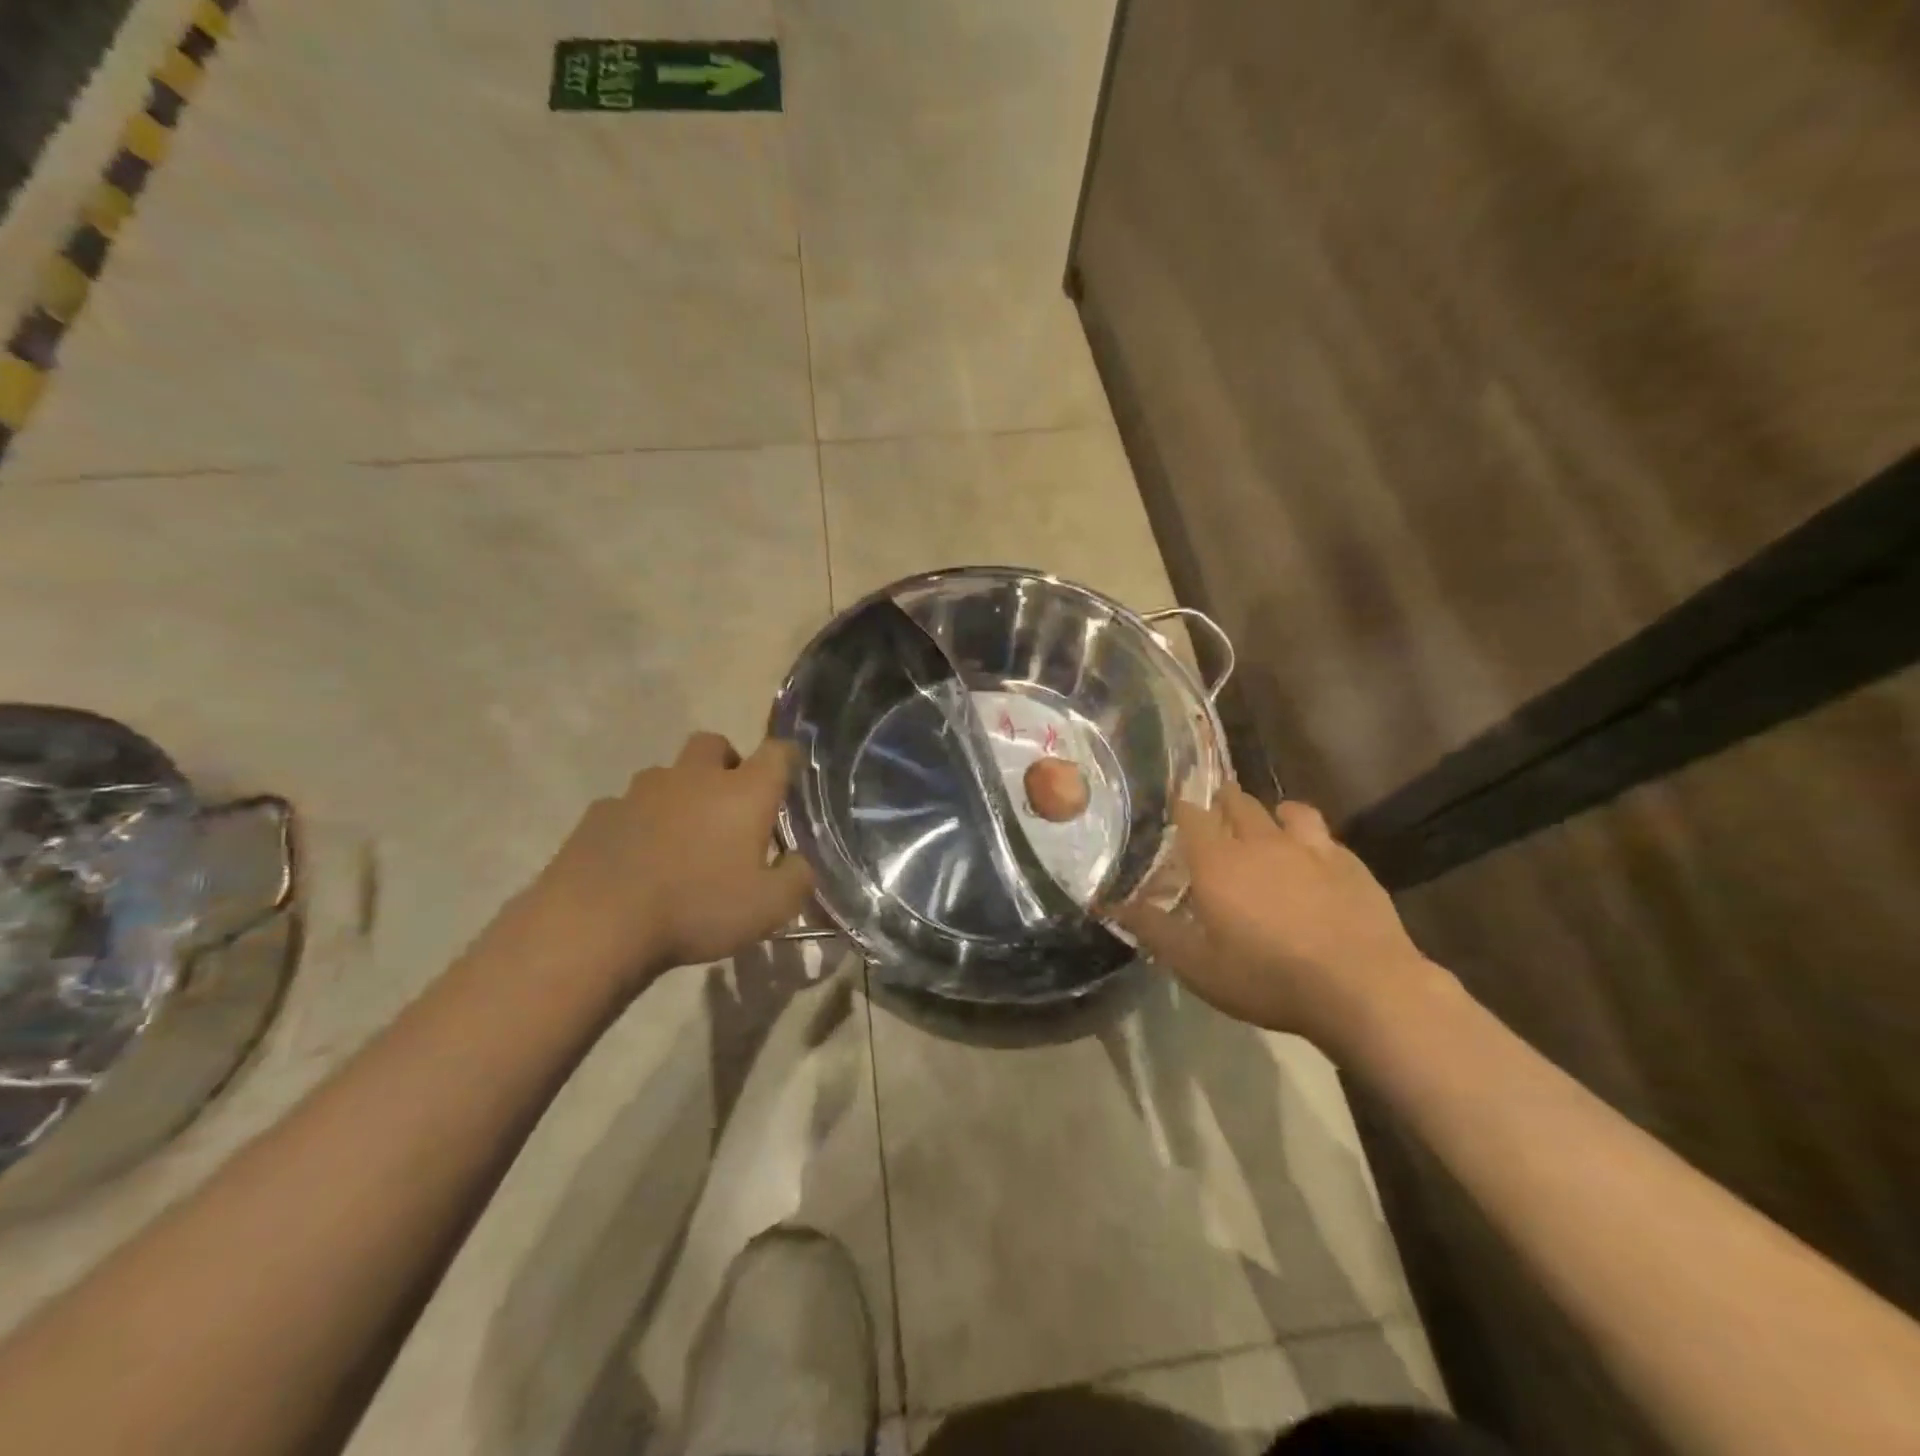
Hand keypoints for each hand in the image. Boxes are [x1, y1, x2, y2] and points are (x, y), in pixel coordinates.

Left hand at [510, 732, 813, 997]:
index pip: (777, 753)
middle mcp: (695, 778)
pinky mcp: (600, 813)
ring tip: (681, 836)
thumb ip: (797, 879)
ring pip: (668, 774)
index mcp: (743, 793)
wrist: (596, 922)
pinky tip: (637, 858)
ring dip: (680, 793)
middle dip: (727, 762)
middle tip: (731, 801)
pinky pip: (627, 806)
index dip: (788, 757)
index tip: (791, 771)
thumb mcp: (769, 908)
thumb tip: (799, 862)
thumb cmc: (697, 909)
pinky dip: (639, 822)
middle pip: (714, 744)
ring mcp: (641, 792)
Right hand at [1113, 788, 1441, 1048]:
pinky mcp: (1350, 863)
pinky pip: (1324, 835)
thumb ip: (1153, 929)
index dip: (1181, 808)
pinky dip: (1309, 837)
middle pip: (1237, 802)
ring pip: (1285, 810)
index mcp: (1218, 861)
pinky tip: (1313, 858)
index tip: (1174, 812)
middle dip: (1222, 802)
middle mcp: (1260, 841)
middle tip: (1215, 815)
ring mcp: (1310, 848)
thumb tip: (1111, 904)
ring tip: (1266, 827)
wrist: (1363, 988)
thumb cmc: (1267, 977)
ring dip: (1270, 813)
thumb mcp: (1197, 965)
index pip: (1192, 814)